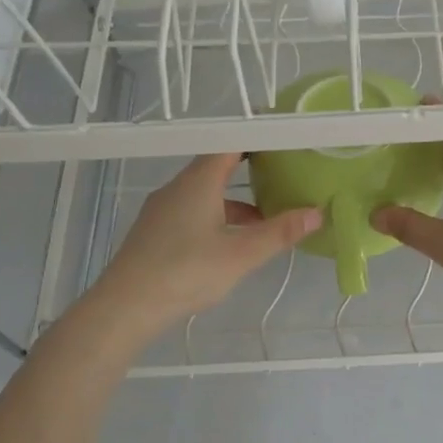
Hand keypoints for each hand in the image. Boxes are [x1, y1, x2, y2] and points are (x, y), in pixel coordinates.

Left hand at [81, 153, 319, 338]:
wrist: (124, 307)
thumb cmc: (185, 272)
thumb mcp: (241, 254)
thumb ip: (280, 232)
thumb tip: (317, 213)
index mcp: (199, 182)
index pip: (230, 142)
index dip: (256, 135)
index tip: (282, 136)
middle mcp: (178, 187)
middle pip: (217, 165)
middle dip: (251, 166)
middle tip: (283, 169)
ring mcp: (163, 209)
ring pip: (206, 191)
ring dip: (236, 198)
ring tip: (266, 215)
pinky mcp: (156, 231)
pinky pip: (194, 210)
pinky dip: (219, 215)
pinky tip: (232, 241)